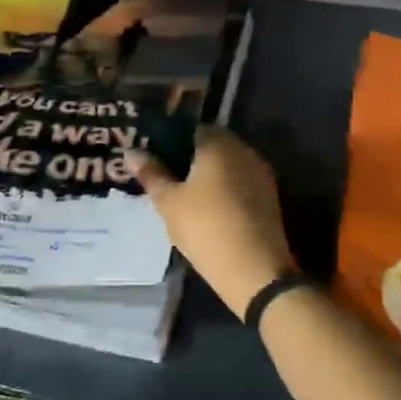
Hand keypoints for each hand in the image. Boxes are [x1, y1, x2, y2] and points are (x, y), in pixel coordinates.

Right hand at [125, 127, 294, 319]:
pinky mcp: (269, 198)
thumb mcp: (169, 202)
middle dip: (189, 159)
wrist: (255, 270)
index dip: (170, 141)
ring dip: (208, 176)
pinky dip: (223, 190)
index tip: (154, 160)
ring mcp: (260, 174)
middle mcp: (244, 151)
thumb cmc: (205, 228)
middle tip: (166, 180)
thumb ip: (151, 173)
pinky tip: (208, 211)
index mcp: (218, 143)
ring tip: (184, 198)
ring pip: (227, 166)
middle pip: (212, 146)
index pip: (191, 129)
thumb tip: (131, 152)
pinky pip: (240, 183)